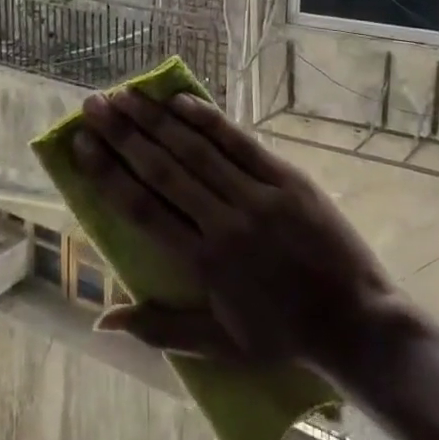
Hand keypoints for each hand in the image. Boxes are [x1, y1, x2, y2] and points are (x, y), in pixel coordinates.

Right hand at [72, 90, 401, 377]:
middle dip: (122, 134)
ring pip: (197, 149)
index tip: (80, 144)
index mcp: (204, 263)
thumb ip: (159, 328)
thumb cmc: (284, 337)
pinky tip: (180, 100)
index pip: (142, 208)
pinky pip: (240, 143)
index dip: (107, 173)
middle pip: (162, 169)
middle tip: (93, 105)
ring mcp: (258, 196)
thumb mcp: (218, 345)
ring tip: (126, 95)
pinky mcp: (287, 179)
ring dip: (157, 119)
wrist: (358, 323)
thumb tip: (101, 319)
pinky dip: (209, 120)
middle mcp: (224, 222)